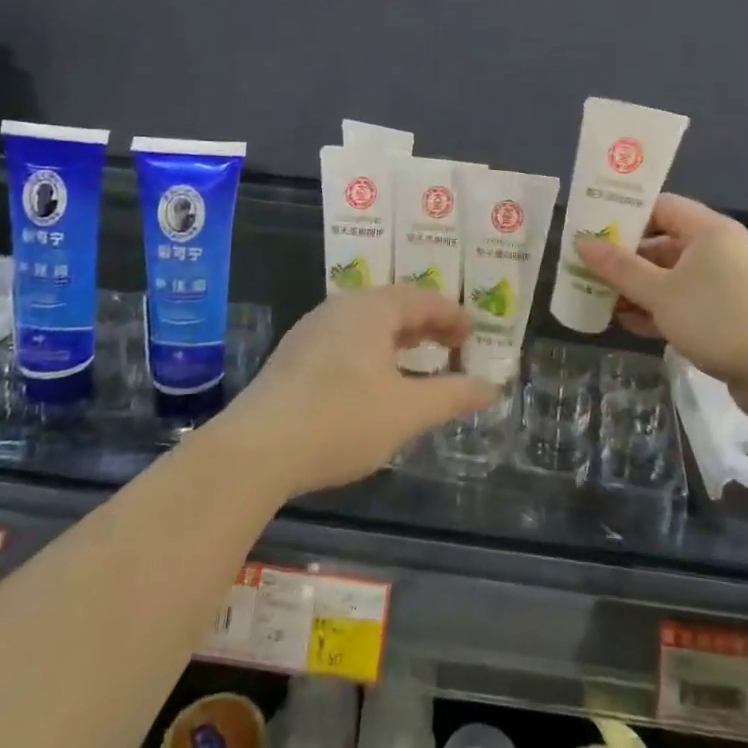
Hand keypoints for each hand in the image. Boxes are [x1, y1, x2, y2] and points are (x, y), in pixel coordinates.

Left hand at [222, 287, 498, 497]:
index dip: (453, 315)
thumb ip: (452, 396)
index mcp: (372, 308)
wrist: (256, 449)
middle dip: (427, 324)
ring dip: (398, 337)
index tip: (473, 334)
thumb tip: (491, 387)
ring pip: (368, 322)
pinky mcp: (295, 354)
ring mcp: (313, 328)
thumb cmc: (341, 420)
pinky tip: (374, 379)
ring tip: (418, 360)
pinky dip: (373, 349)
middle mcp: (342, 306)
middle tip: (453, 345)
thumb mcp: (407, 412)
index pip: (423, 298)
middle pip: (394, 304)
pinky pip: (346, 338)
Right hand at [577, 193, 747, 417]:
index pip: (660, 206)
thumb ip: (619, 267)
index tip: (592, 229)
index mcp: (709, 230)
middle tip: (589, 270)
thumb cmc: (720, 318)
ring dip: (640, 289)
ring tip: (602, 301)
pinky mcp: (734, 315)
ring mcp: (729, 284)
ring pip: (674, 276)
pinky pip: (688, 302)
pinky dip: (662, 310)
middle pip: (664, 243)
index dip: (625, 215)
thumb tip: (581, 241)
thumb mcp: (660, 293)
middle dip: (627, 259)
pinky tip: (632, 325)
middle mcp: (721, 249)